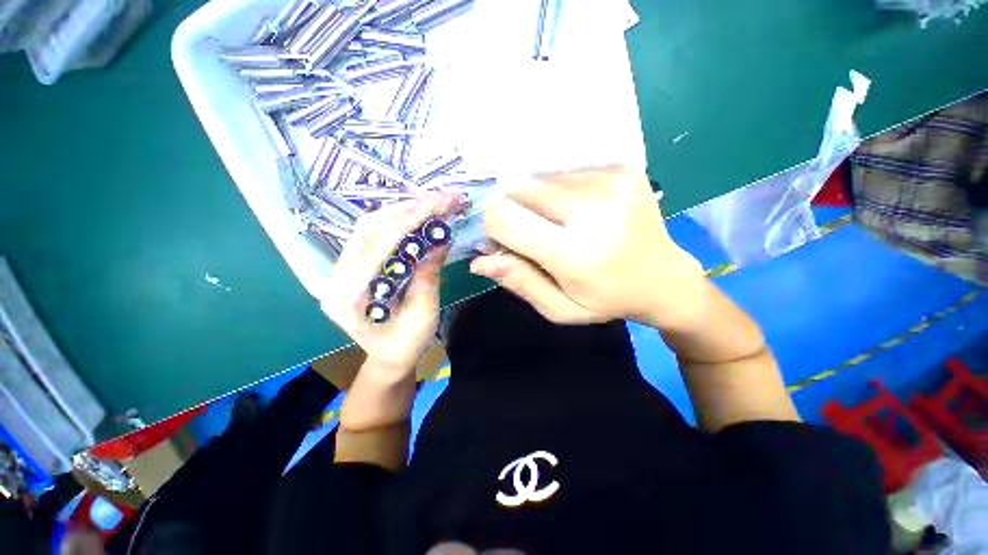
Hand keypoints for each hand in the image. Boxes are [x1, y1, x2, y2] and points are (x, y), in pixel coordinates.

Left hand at [321, 193, 461, 376]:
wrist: (387, 357)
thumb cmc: (406, 345)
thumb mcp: (424, 314)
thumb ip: (428, 275)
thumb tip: (441, 238)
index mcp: (350, 295)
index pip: (380, 243)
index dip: (412, 219)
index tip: (441, 203)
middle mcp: (336, 276)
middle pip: (371, 227)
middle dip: (411, 208)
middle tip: (443, 198)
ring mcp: (339, 269)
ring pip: (369, 225)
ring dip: (403, 210)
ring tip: (433, 203)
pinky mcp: (350, 265)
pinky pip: (371, 234)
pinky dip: (396, 221)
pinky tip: (417, 216)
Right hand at [471, 166, 705, 328]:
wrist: (664, 278)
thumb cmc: (607, 299)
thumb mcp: (559, 308)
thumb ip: (519, 282)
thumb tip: (479, 260)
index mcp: (576, 252)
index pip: (504, 219)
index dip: (494, 229)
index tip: (506, 243)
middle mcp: (594, 207)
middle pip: (519, 190)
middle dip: (515, 212)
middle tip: (536, 236)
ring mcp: (611, 179)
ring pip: (540, 178)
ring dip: (538, 202)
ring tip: (563, 225)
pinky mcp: (622, 167)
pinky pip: (565, 172)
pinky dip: (561, 191)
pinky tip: (580, 212)